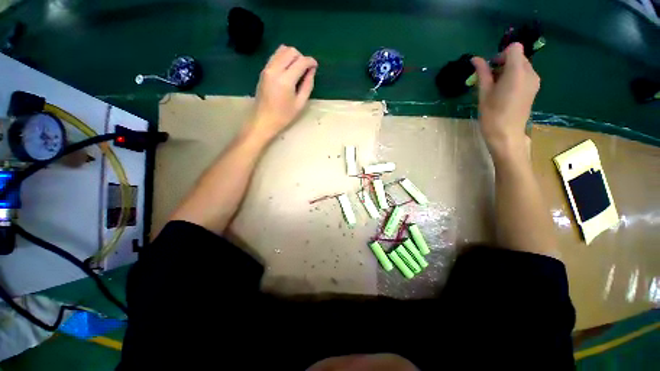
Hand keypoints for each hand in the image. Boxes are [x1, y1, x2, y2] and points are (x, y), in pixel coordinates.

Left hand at [246, 45, 317, 141]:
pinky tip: (288, 69)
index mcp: (286, 80)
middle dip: (301, 57)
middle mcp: (275, 69)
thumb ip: (307, 85)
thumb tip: (312, 70)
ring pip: (282, 50)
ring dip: (292, 56)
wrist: (263, 120)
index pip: (301, 61)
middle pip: (291, 51)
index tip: (315, 66)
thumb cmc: (284, 116)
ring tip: (297, 68)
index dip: (310, 61)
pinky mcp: (263, 70)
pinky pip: (275, 56)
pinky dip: (284, 58)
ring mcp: (267, 68)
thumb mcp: (300, 103)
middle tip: (306, 69)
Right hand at [472, 43, 538, 160]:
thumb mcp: (484, 93)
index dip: (501, 54)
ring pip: (522, 65)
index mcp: (517, 72)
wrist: (506, 135)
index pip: (514, 48)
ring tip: (496, 88)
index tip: (491, 68)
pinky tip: (505, 92)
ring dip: (508, 71)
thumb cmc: (492, 115)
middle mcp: (530, 73)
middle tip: (490, 79)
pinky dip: (514, 77)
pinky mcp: (534, 88)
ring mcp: (534, 81)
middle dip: (504, 62)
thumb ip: (482, 73)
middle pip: (518, 56)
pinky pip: (525, 75)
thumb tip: (475, 59)